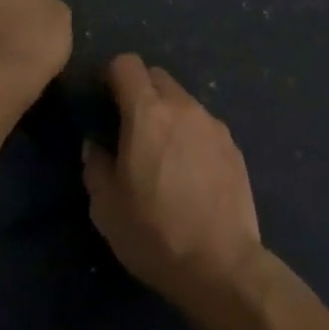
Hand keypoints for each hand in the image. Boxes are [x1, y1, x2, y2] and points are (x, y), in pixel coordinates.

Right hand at [82, 54, 261, 309]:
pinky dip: (191, 135)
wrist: (222, 266)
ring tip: (162, 153)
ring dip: (167, 113)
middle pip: (156, 76)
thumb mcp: (106, 207)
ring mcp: (212, 124)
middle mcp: (182, 106)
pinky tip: (190, 172)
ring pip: (183, 100)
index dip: (111, 75)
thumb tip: (95, 143)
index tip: (104, 100)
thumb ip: (95, 164)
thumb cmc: (155, 233)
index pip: (126, 64)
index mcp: (146, 112)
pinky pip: (204, 125)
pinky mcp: (233, 146)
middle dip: (140, 90)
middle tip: (130, 127)